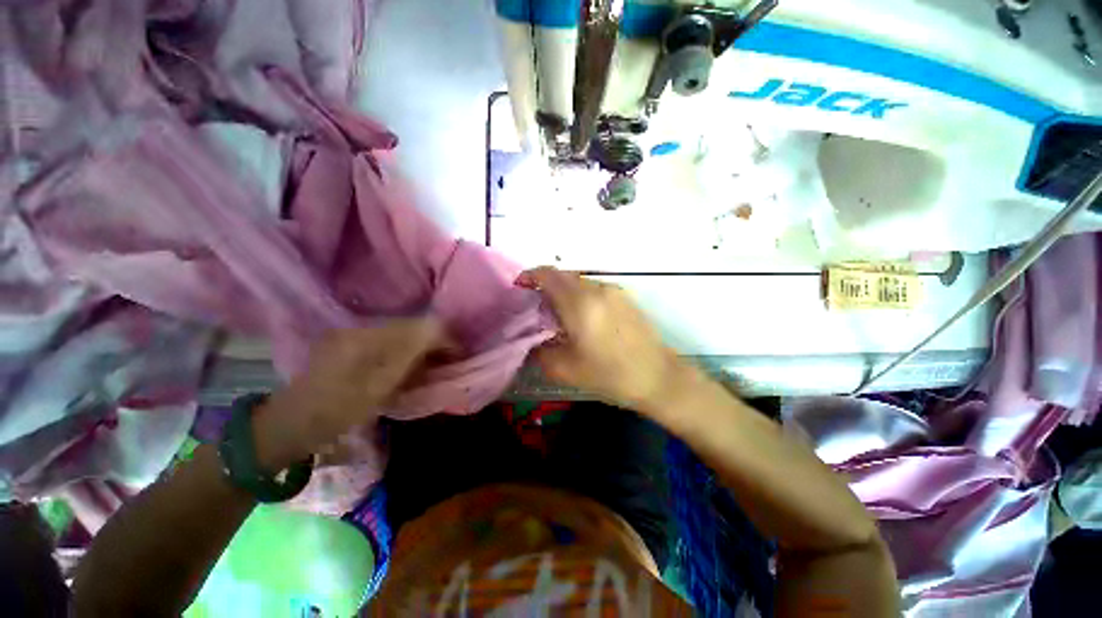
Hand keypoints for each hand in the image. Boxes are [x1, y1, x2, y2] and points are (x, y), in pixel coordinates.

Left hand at [253, 318, 446, 469]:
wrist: (290, 424)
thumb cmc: (335, 412)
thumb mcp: (378, 389)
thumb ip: (411, 358)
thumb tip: (442, 335)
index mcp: (369, 337)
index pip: (422, 326)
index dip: (445, 339)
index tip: (458, 357)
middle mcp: (363, 327)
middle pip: (414, 326)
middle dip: (434, 343)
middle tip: (444, 364)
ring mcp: (355, 333)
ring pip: (403, 332)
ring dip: (420, 347)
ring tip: (426, 367)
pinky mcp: (351, 340)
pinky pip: (390, 339)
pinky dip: (404, 351)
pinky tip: (404, 367)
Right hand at [517, 267, 694, 413]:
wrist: (658, 377)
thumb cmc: (611, 375)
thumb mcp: (566, 370)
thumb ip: (540, 351)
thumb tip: (531, 340)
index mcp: (580, 304)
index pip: (548, 275)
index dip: (530, 276)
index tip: (520, 288)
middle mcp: (597, 289)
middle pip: (563, 276)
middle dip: (545, 285)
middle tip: (536, 307)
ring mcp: (614, 291)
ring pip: (579, 281)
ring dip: (564, 291)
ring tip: (559, 315)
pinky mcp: (625, 297)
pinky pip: (595, 289)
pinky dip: (581, 296)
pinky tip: (583, 318)